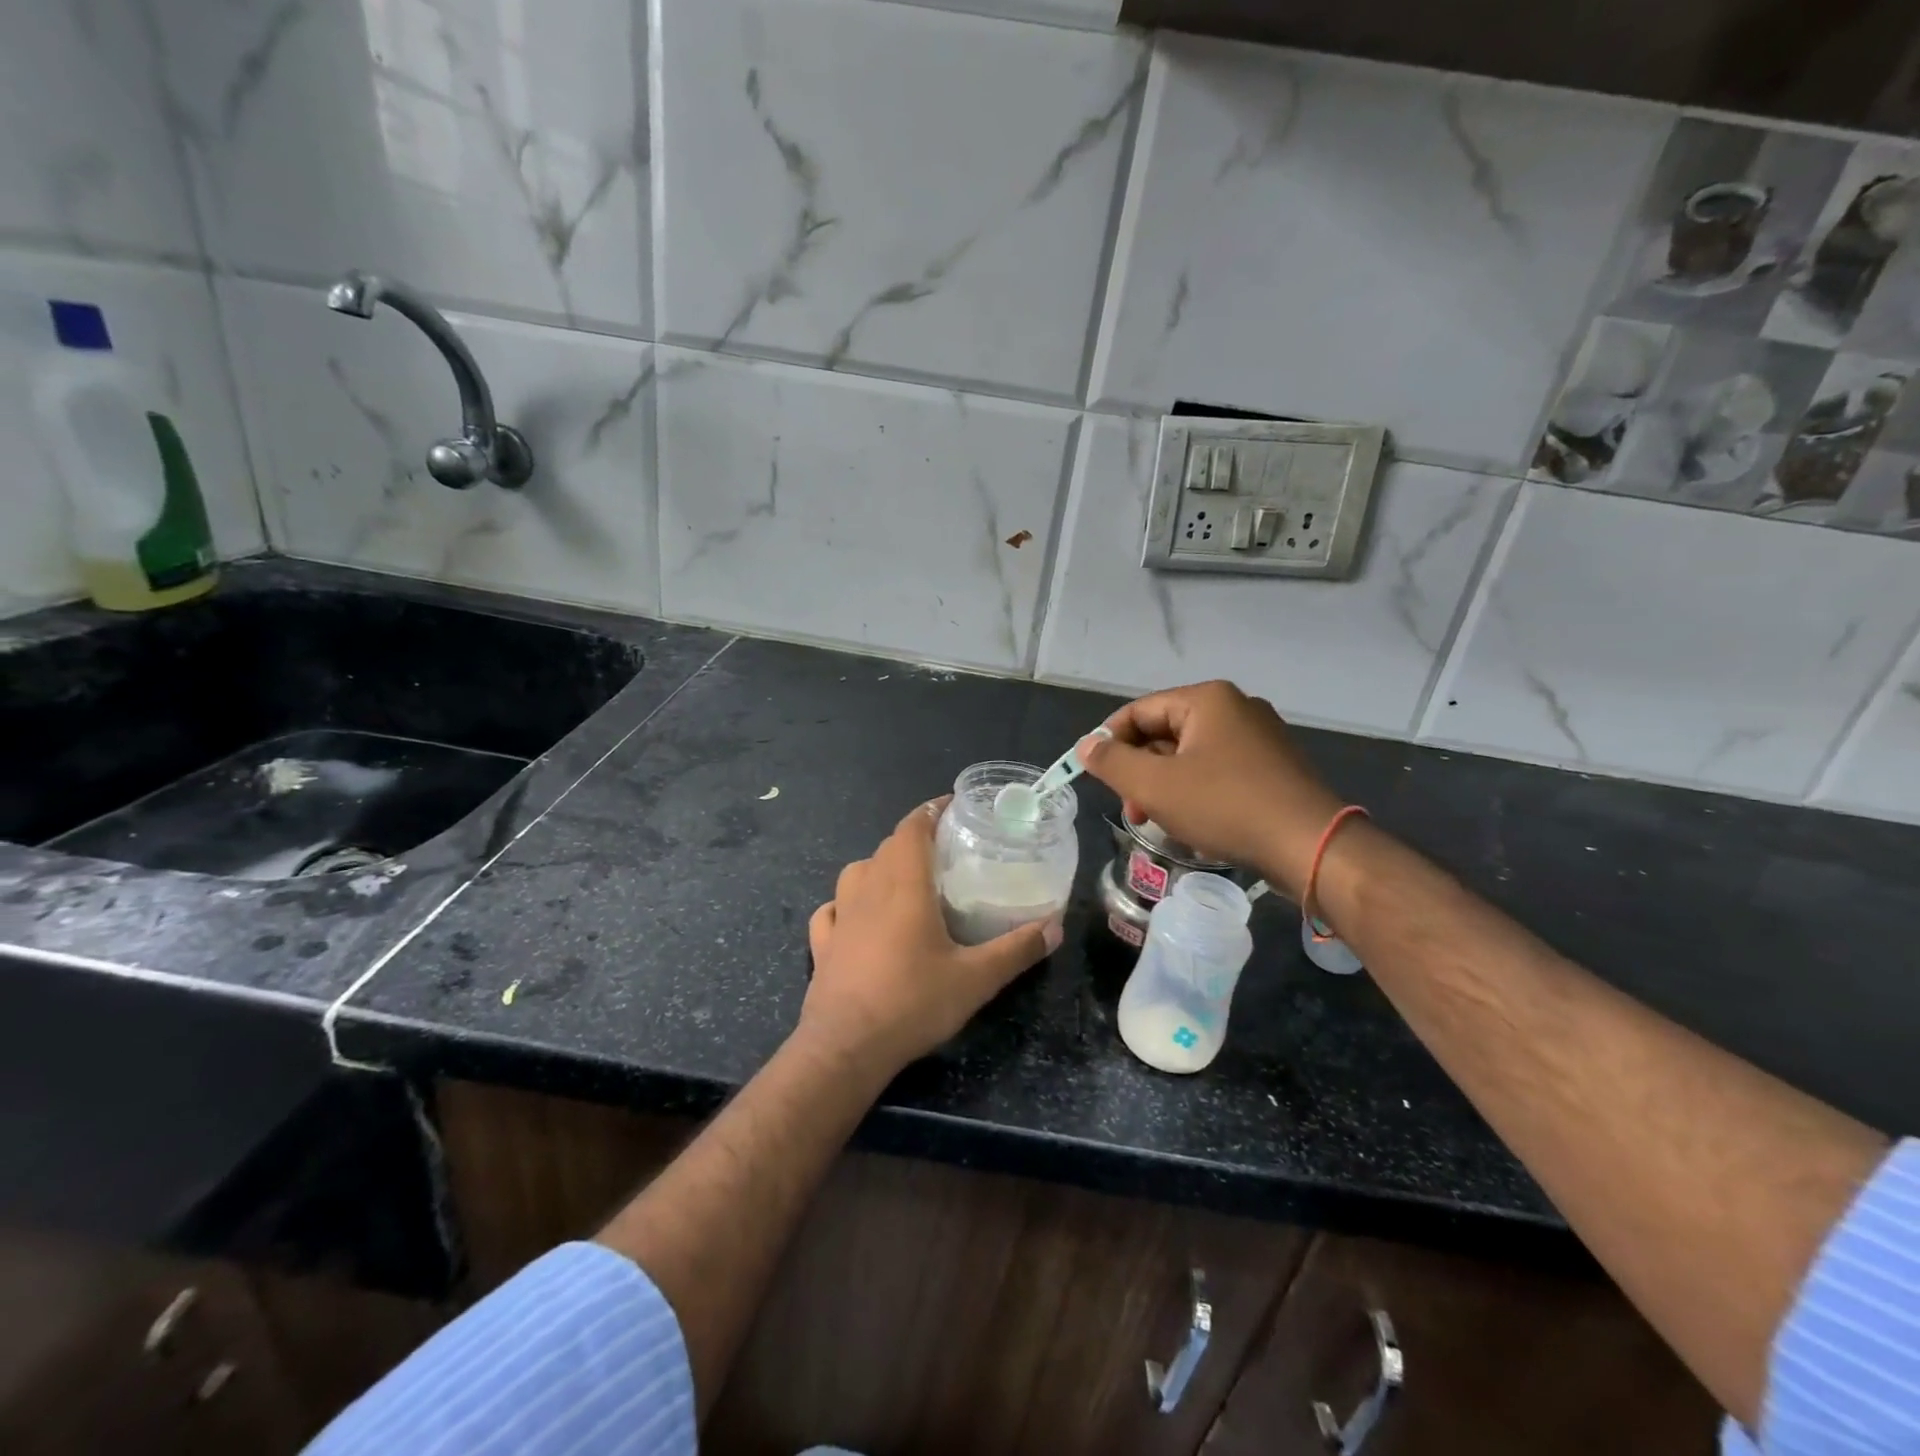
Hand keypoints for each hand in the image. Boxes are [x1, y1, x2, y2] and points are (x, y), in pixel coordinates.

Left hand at [800, 800, 1060, 1074]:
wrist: (846, 1047)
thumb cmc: (913, 1002)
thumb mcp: (976, 978)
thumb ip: (1017, 949)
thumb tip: (1055, 927)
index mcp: (905, 886)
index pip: (912, 828)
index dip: (930, 811)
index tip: (952, 806)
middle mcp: (868, 889)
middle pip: (888, 847)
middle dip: (914, 840)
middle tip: (944, 851)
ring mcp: (840, 916)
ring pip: (857, 872)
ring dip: (879, 867)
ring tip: (904, 881)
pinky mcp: (822, 944)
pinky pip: (832, 910)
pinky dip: (846, 904)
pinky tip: (856, 917)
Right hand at [1079, 681, 1345, 897]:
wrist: (1310, 845)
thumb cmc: (1225, 806)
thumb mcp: (1155, 785)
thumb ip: (1112, 762)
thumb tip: (1086, 746)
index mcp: (1207, 700)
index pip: (1139, 711)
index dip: (1109, 742)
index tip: (1095, 777)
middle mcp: (1236, 708)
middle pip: (1165, 733)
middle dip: (1140, 772)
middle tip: (1130, 810)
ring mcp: (1260, 737)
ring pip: (1191, 757)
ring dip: (1165, 788)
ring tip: (1158, 823)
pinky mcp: (1275, 767)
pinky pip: (1219, 772)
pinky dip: (1197, 794)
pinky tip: (1194, 827)